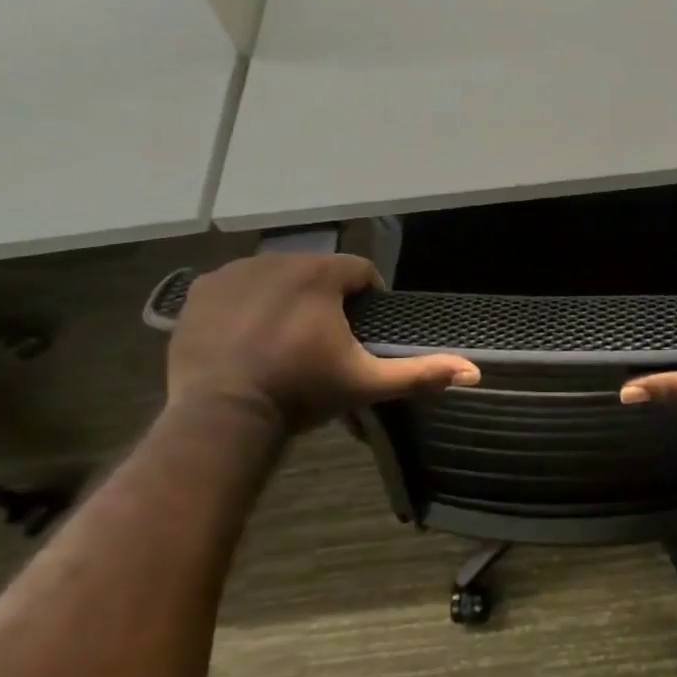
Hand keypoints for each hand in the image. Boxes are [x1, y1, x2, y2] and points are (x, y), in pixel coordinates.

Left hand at [167, 253, 478, 432]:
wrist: (223, 415)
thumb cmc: (301, 392)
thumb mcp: (366, 383)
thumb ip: (420, 373)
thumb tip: (475, 372)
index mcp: (321, 274)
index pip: (360, 271)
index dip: (367, 300)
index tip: (360, 331)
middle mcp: (277, 260)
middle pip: (317, 272)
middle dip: (325, 299)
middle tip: (323, 340)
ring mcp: (234, 272)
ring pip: (276, 277)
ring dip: (287, 298)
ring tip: (285, 338)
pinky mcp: (201, 291)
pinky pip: (236, 286)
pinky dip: (246, 303)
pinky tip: (248, 336)